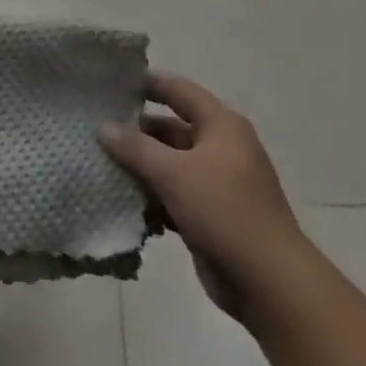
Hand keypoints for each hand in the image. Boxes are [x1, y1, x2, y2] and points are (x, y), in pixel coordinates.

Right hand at [99, 73, 302, 318]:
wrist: (269, 282)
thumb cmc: (224, 211)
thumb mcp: (174, 173)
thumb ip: (136, 148)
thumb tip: (103, 127)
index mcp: (221, 126)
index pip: (179, 90)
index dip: (147, 84)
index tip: (112, 83)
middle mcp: (221, 147)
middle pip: (172, 128)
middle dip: (136, 131)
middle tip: (96, 129)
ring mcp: (218, 183)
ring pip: (171, 164)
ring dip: (141, 166)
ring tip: (100, 162)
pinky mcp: (212, 215)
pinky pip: (175, 194)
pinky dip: (152, 196)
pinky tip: (122, 200)